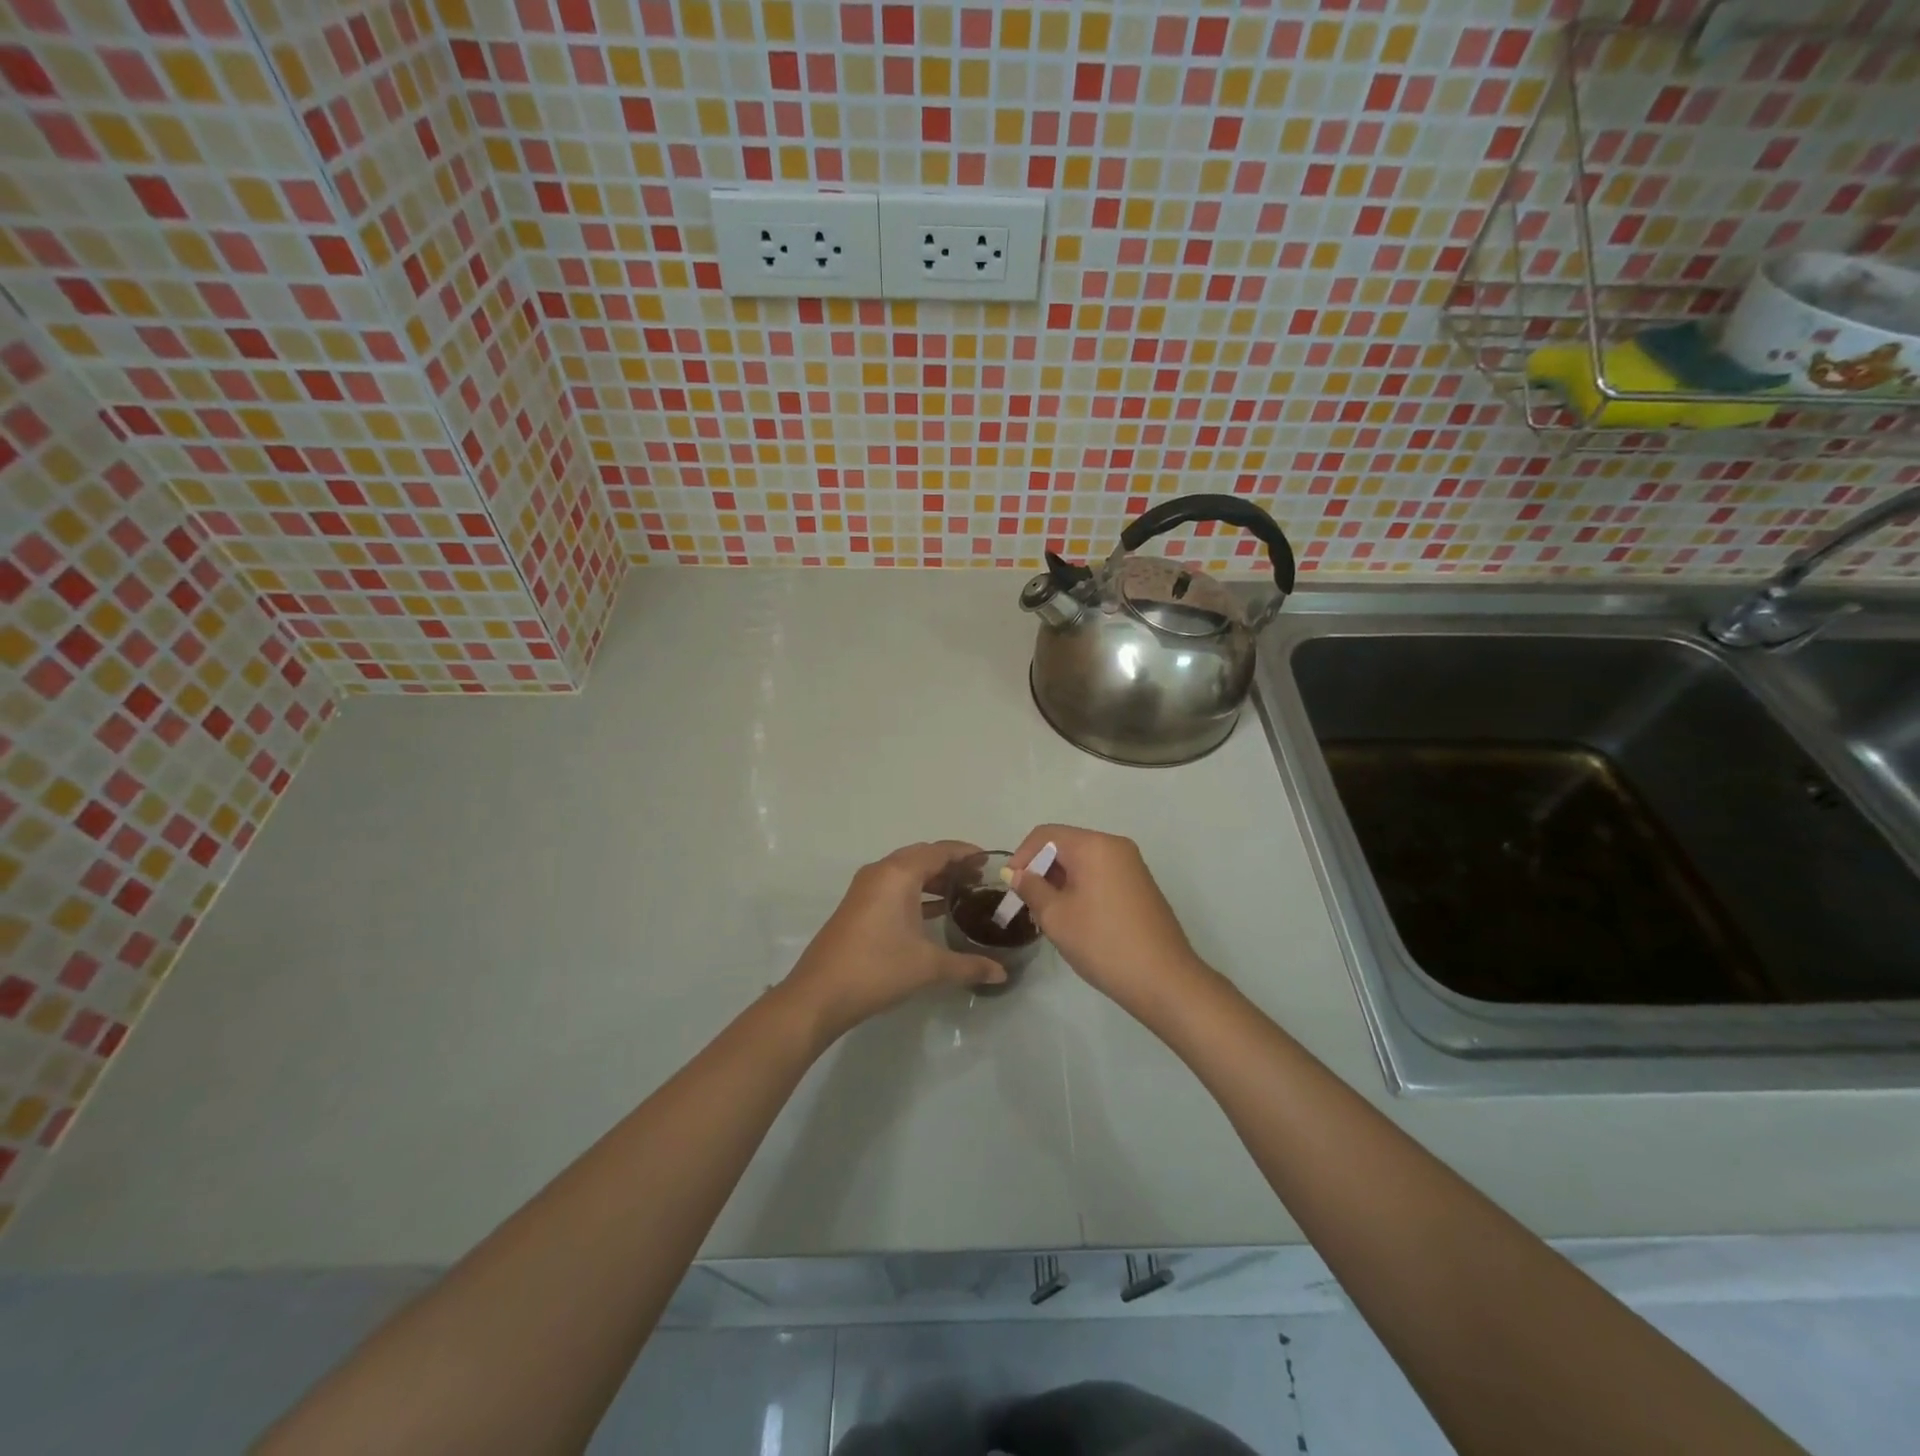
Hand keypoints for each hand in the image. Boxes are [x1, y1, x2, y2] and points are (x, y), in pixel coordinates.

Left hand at [782, 841, 1004, 1042]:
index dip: (966, 852)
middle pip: (922, 856)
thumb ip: (968, 966)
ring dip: (933, 879)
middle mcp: (881, 872)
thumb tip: (1002, 974)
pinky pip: (894, 886)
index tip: (990, 860)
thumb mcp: (929, 967)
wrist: (820, 994)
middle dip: (951, 864)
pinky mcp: (857, 906)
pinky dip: (916, 892)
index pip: (940, 851)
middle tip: (979, 879)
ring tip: (962, 894)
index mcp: (899, 874)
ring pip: (906, 871)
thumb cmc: (878, 969)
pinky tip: (934, 912)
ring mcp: (865, 888)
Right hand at [1007, 825, 1211, 1020]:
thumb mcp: (1056, 916)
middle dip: (1042, 870)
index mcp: (1094, 845)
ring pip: (1084, 863)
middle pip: (1066, 846)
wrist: (1164, 979)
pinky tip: (1076, 920)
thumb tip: (1018, 874)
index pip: (1046, 835)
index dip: (1022, 856)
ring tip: (1049, 916)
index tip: (1011, 886)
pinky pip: (1101, 875)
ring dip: (1061, 882)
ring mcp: (1132, 866)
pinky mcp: (1141, 886)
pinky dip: (1082, 889)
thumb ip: (1032, 888)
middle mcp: (1116, 846)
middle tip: (1028, 904)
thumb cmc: (1103, 943)